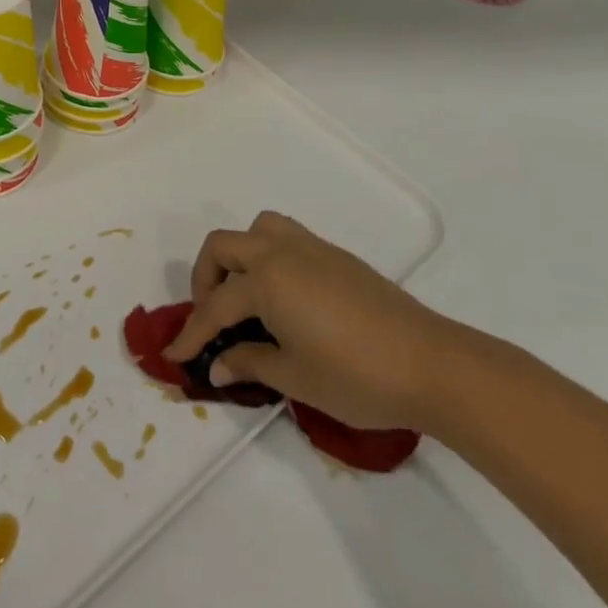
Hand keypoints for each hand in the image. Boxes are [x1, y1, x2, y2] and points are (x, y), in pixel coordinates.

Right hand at [164, 212, 468, 430]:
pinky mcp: (336, 256)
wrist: (433, 364)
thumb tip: (218, 364)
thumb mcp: (296, 378)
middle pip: (223, 246)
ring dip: (239, 255)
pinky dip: (269, 256)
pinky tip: (284, 296)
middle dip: (205, 278)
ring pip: (258, 229)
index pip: (215, 307)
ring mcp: (311, 249)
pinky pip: (286, 237)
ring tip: (245, 294)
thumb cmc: (358, 376)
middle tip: (211, 317)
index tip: (174, 355)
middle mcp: (281, 252)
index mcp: (266, 281)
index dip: (191, 334)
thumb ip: (250, 364)